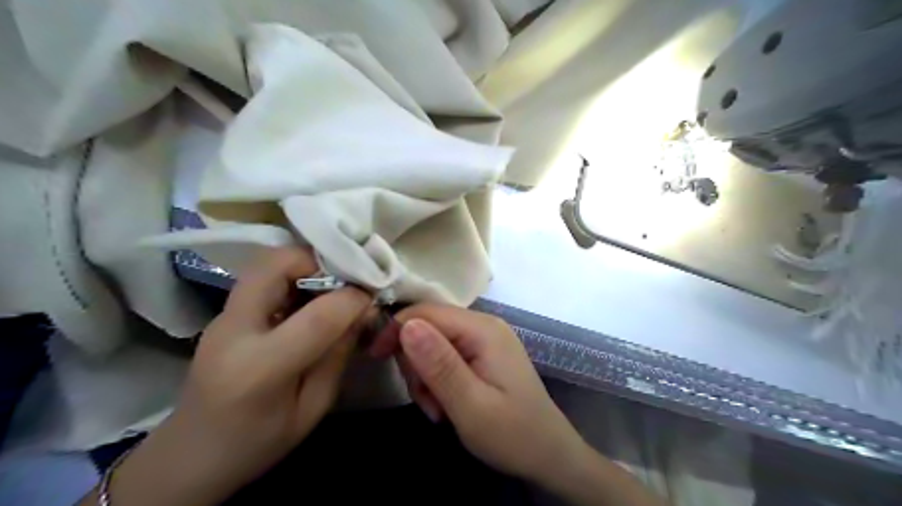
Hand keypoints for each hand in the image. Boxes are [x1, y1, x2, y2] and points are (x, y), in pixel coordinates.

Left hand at [86, 245, 373, 505]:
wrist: (190, 455)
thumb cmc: (258, 442)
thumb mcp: (313, 407)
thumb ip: (338, 355)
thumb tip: (363, 310)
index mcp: (260, 369)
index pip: (316, 317)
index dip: (352, 299)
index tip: (372, 297)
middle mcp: (234, 331)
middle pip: (275, 265)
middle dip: (319, 260)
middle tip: (347, 277)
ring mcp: (223, 317)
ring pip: (265, 262)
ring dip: (305, 263)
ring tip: (331, 284)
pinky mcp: (224, 313)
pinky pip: (262, 276)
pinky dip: (293, 273)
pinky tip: (309, 296)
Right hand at [394, 304, 592, 485]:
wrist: (548, 454)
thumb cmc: (512, 434)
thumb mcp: (470, 405)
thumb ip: (439, 364)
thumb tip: (407, 324)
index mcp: (483, 329)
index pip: (426, 312)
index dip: (397, 330)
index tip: (376, 358)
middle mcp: (484, 325)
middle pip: (428, 326)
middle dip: (415, 362)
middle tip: (425, 399)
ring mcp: (484, 339)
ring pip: (433, 342)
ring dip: (425, 376)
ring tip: (438, 408)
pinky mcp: (482, 354)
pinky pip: (446, 355)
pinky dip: (437, 379)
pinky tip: (446, 404)